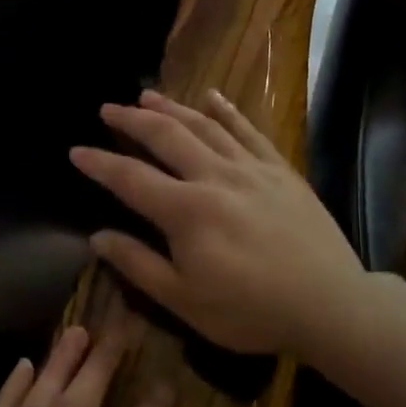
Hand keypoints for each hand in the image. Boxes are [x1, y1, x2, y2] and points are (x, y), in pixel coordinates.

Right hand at [68, 89, 364, 354]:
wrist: (330, 304)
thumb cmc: (251, 310)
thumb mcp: (185, 301)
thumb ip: (138, 265)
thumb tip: (97, 237)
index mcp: (186, 211)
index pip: (130, 178)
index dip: (99, 164)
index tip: (76, 150)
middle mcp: (214, 177)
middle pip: (165, 137)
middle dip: (131, 121)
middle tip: (108, 108)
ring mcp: (250, 168)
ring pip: (203, 126)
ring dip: (171, 108)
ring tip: (146, 96)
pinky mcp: (279, 169)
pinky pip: (249, 131)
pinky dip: (228, 111)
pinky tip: (212, 98)